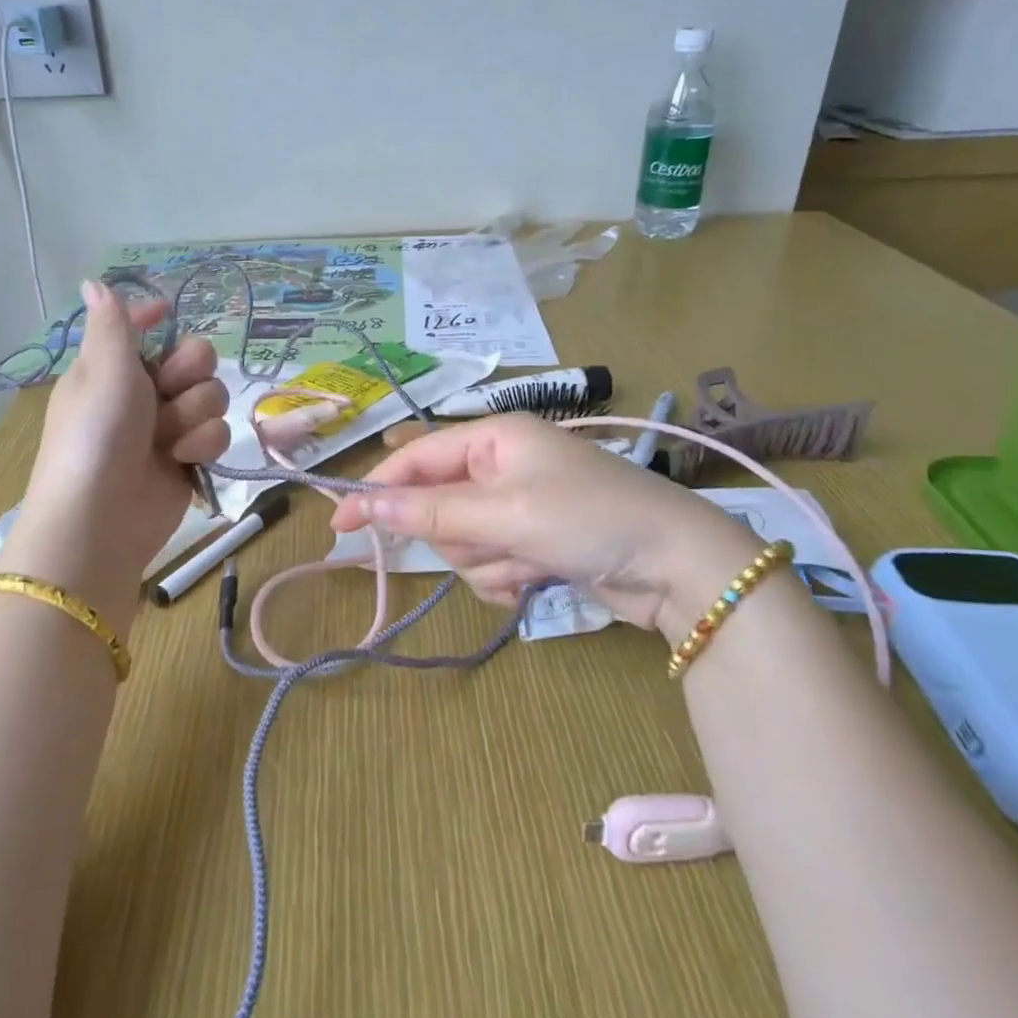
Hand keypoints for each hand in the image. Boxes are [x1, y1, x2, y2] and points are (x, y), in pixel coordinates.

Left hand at [0, 280, 229, 628]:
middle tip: (168, 387)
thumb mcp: (103, 371)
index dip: (159, 319)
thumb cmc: (96, 435)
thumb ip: (113, 325)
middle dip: (190, 372)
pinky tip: (183, 458)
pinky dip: (202, 444)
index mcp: (114, 366)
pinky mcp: (190, 458)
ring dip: (194, 413)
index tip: (169, 315)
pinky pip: (217, 432)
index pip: (144, 328)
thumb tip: (94, 280)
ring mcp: (169, 427)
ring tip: (168, 437)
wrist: (102, 519)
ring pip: (212, 396)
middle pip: (196, 358)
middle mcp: (144, 392)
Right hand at [330, 414, 760, 642]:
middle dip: (461, 537)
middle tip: (496, 544)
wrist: (677, 567)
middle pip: (437, 508)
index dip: (377, 491)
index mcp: (494, 438)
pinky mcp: (532, 544)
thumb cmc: (587, 519)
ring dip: (487, 561)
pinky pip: (489, 564)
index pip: (415, 460)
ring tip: (529, 562)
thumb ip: (430, 512)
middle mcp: (501, 466)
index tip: (340, 526)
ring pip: (461, 543)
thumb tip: (366, 507)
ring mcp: (516, 508)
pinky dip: (505, 578)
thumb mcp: (503, 513)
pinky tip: (537, 578)